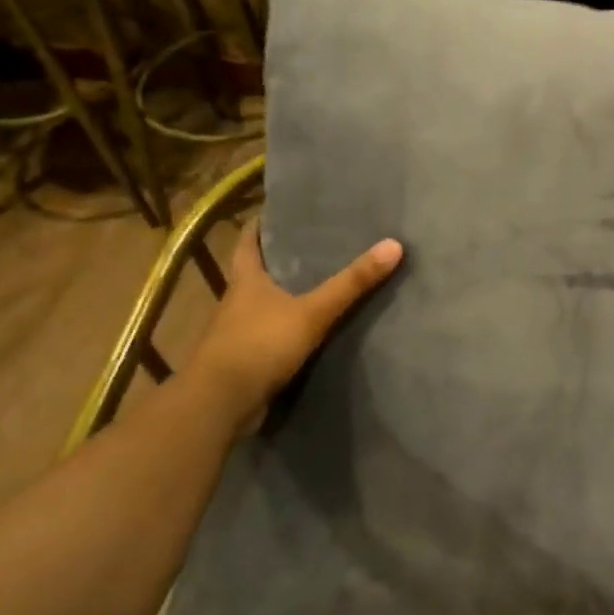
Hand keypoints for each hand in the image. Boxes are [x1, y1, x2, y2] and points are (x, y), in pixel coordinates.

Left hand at [190, 225, 403, 421]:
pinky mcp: (245, 360)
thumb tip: (394, 245)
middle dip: (280, 259)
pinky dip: (287, 328)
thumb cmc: (260, 345)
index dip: (260, 225)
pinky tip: (310, 330)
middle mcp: (237, 302)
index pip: (247, 242)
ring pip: (263, 305)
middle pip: (256, 272)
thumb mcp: (312, 311)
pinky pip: (269, 335)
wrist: (220, 403)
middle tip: (314, 244)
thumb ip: (351, 283)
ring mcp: (238, 333)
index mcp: (246, 281)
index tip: (280, 211)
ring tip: (319, 285)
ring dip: (284, 296)